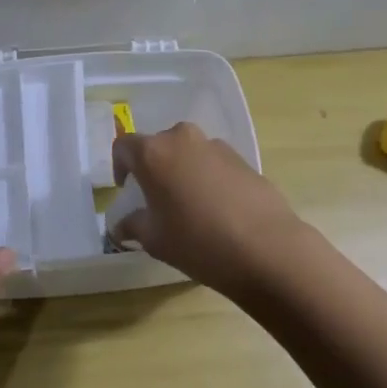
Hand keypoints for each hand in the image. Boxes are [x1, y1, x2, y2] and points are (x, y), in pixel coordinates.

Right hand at [110, 123, 304, 294]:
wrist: (265, 247)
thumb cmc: (197, 241)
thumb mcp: (155, 240)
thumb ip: (133, 226)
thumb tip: (121, 226)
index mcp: (154, 153)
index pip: (124, 146)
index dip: (120, 166)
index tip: (127, 189)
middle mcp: (183, 139)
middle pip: (159, 145)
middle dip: (154, 167)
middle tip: (157, 198)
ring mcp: (217, 146)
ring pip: (189, 152)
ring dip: (183, 171)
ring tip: (189, 205)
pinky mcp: (243, 159)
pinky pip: (214, 163)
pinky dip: (208, 178)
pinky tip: (217, 209)